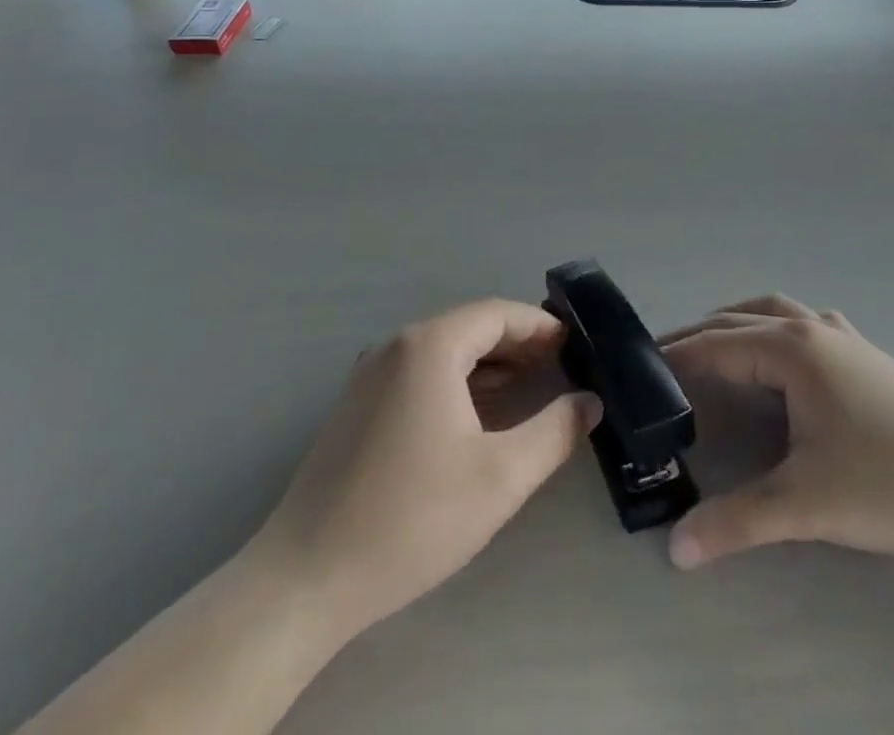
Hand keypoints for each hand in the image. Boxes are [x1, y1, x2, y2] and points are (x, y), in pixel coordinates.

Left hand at [255, 299, 600, 639]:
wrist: (304, 580)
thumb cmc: (411, 518)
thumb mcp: (500, 477)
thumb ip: (554, 432)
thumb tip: (590, 402)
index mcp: (430, 347)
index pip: (497, 313)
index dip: (539, 326)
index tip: (574, 345)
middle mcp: (397, 346)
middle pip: (470, 327)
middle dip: (517, 343)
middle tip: (559, 367)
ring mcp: (370, 374)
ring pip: (444, 351)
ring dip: (488, 363)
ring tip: (528, 388)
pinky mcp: (356, 405)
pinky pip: (419, 373)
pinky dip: (456, 381)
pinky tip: (476, 415)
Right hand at [660, 295, 893, 571]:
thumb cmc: (888, 482)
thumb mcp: (807, 504)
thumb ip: (737, 522)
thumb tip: (675, 547)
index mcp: (792, 350)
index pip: (718, 345)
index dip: (677, 356)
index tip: (640, 368)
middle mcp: (811, 329)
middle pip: (740, 320)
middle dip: (699, 336)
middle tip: (664, 361)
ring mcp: (842, 336)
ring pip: (774, 313)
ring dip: (737, 324)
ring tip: (712, 350)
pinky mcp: (863, 352)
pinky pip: (803, 323)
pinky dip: (774, 328)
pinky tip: (779, 356)